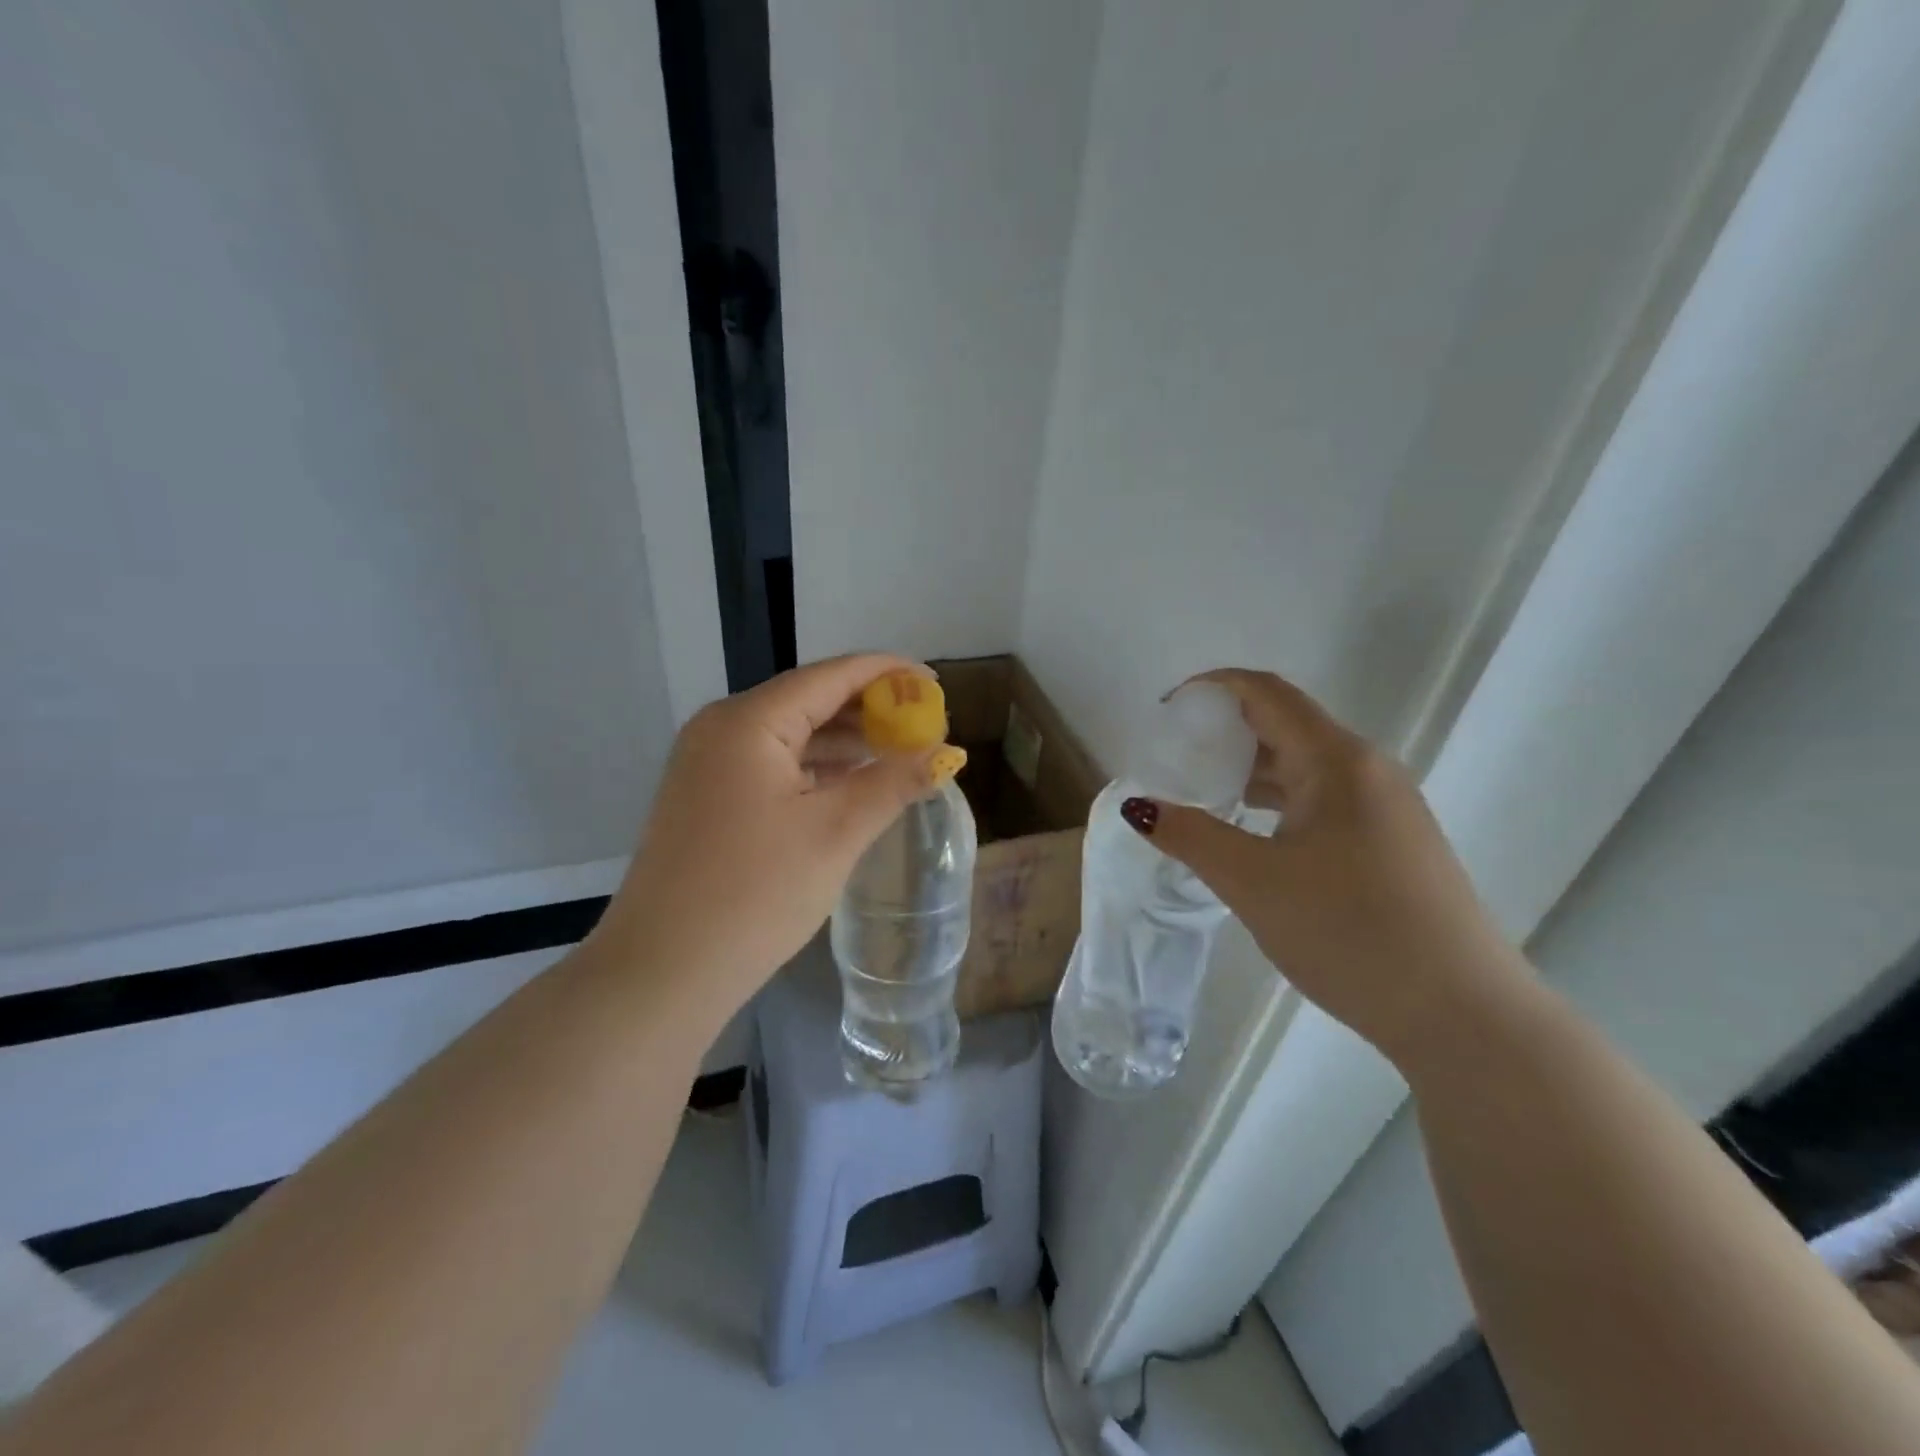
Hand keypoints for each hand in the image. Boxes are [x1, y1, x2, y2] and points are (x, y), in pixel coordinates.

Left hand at [591, 655, 953, 1023]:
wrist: (663, 971)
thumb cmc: (754, 893)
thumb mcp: (836, 833)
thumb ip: (893, 782)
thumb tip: (946, 752)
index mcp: (749, 721)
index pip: (831, 675)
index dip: (888, 673)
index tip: (935, 683)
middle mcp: (722, 728)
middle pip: (809, 700)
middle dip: (870, 709)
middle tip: (925, 725)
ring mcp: (709, 763)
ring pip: (792, 734)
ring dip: (845, 741)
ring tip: (901, 752)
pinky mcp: (708, 797)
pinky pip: (773, 765)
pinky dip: (817, 768)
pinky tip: (853, 783)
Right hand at [1124, 669, 1525, 1062]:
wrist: (1463, 1015)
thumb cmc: (1350, 931)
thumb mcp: (1253, 882)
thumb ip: (1190, 836)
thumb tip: (1137, 807)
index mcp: (1337, 760)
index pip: (1266, 693)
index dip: (1212, 689)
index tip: (1166, 711)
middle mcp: (1367, 769)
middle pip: (1285, 725)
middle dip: (1225, 731)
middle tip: (1174, 758)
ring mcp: (1386, 807)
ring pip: (1305, 767)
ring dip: (1250, 770)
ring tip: (1201, 794)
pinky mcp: (1392, 843)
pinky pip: (1323, 800)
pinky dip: (1277, 802)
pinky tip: (1251, 835)